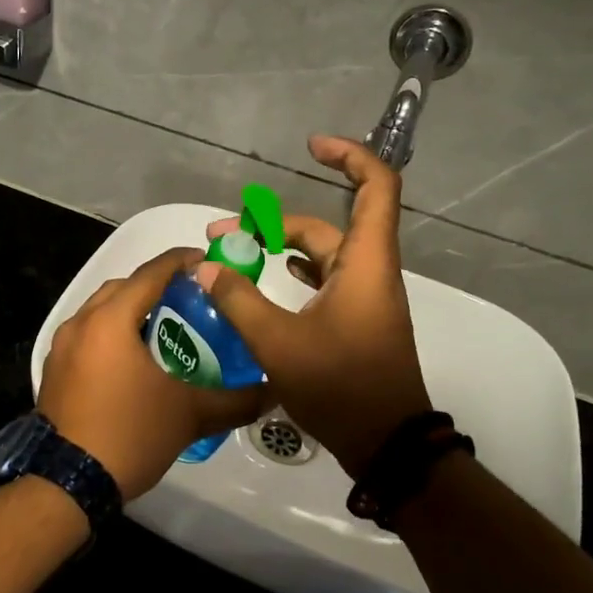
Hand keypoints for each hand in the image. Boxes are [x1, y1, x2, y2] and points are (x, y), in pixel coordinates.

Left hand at [38, 249, 269, 499]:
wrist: (67, 483)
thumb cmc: (130, 434)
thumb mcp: (189, 415)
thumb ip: (236, 400)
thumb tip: (274, 391)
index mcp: (110, 320)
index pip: (151, 274)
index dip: (181, 262)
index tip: (207, 261)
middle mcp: (81, 322)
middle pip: (123, 287)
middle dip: (155, 285)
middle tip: (190, 298)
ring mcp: (62, 346)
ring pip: (101, 310)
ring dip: (131, 309)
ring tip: (165, 326)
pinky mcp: (54, 368)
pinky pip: (88, 334)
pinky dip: (112, 332)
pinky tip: (134, 357)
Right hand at [197, 135, 429, 476]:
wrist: (387, 444)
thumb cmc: (341, 387)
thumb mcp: (279, 344)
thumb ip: (239, 300)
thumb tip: (206, 266)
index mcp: (365, 262)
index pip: (376, 187)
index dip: (350, 156)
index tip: (311, 147)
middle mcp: (368, 270)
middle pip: (323, 226)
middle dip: (271, 222)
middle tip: (221, 235)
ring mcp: (364, 296)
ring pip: (320, 253)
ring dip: (280, 246)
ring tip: (234, 253)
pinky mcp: (356, 318)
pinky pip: (324, 277)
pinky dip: (295, 269)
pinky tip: (268, 276)